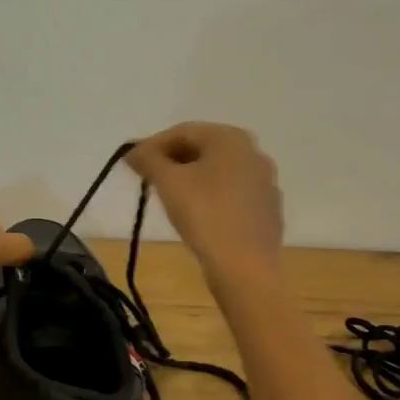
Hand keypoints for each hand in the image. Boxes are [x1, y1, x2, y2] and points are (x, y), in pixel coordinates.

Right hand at [127, 123, 282, 282]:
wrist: (245, 267)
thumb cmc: (205, 214)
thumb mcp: (168, 182)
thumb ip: (148, 160)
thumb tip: (133, 151)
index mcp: (231, 138)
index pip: (183, 132)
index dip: (152, 145)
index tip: (131, 164)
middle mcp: (254, 152)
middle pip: (202, 149)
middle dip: (172, 161)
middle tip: (147, 179)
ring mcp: (264, 182)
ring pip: (217, 172)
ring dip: (190, 178)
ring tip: (167, 197)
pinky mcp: (267, 209)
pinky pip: (231, 193)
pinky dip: (210, 196)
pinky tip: (196, 215)